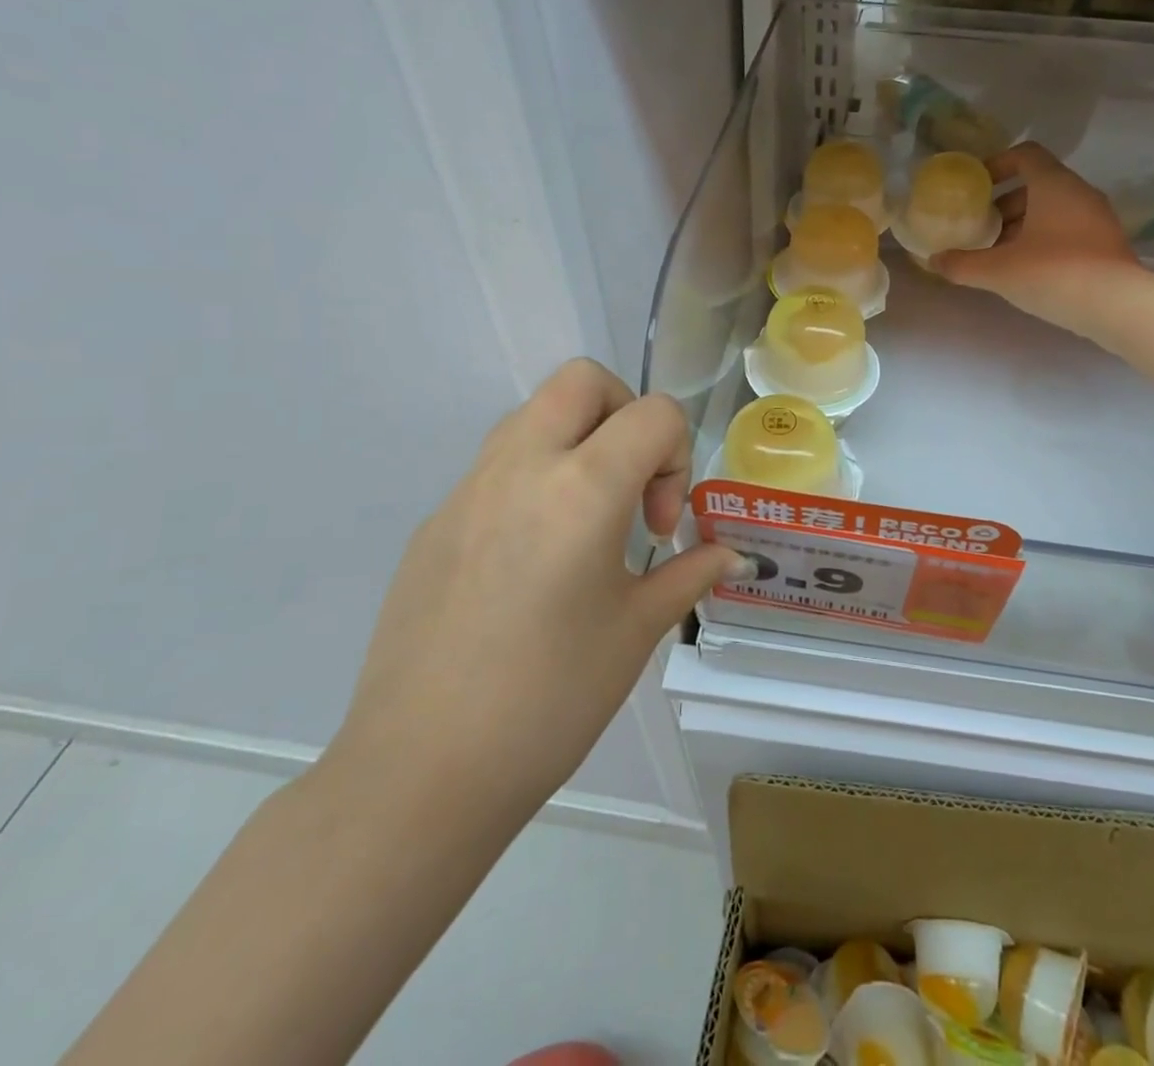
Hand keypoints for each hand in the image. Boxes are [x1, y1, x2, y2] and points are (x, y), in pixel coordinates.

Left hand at [328, 359, 744, 816]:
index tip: (659, 528)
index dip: (678, 456)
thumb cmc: (550, 700)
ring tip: (587, 522)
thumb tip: (732, 556)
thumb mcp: (637, 631)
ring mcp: (467, 490)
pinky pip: (496, 465)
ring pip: (534, 414)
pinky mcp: (434, 522)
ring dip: (577, 441)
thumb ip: (689, 574)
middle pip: (582, 380)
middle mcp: (520, 467)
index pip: (652, 413)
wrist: (421, 773)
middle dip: (625, 413)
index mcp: (581, 488)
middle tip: (631, 486)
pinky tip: (533, 562)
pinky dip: (534, 479)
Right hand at [933, 142, 1150, 331]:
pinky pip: (1068, 229)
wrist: (1117, 307)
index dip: (997, 164)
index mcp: (1054, 184)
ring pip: (1053, 209)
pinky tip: (1027, 269)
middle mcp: (1079, 193)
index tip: (976, 187)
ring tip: (999, 253)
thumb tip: (934, 260)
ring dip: (1023, 224)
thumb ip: (962, 264)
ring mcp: (1097, 218)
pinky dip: (1044, 239)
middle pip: (1037, 184)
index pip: (1025, 154)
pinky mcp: (1106, 244)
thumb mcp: (998, 271)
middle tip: (981, 227)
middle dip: (1005, 204)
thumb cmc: (1053, 273)